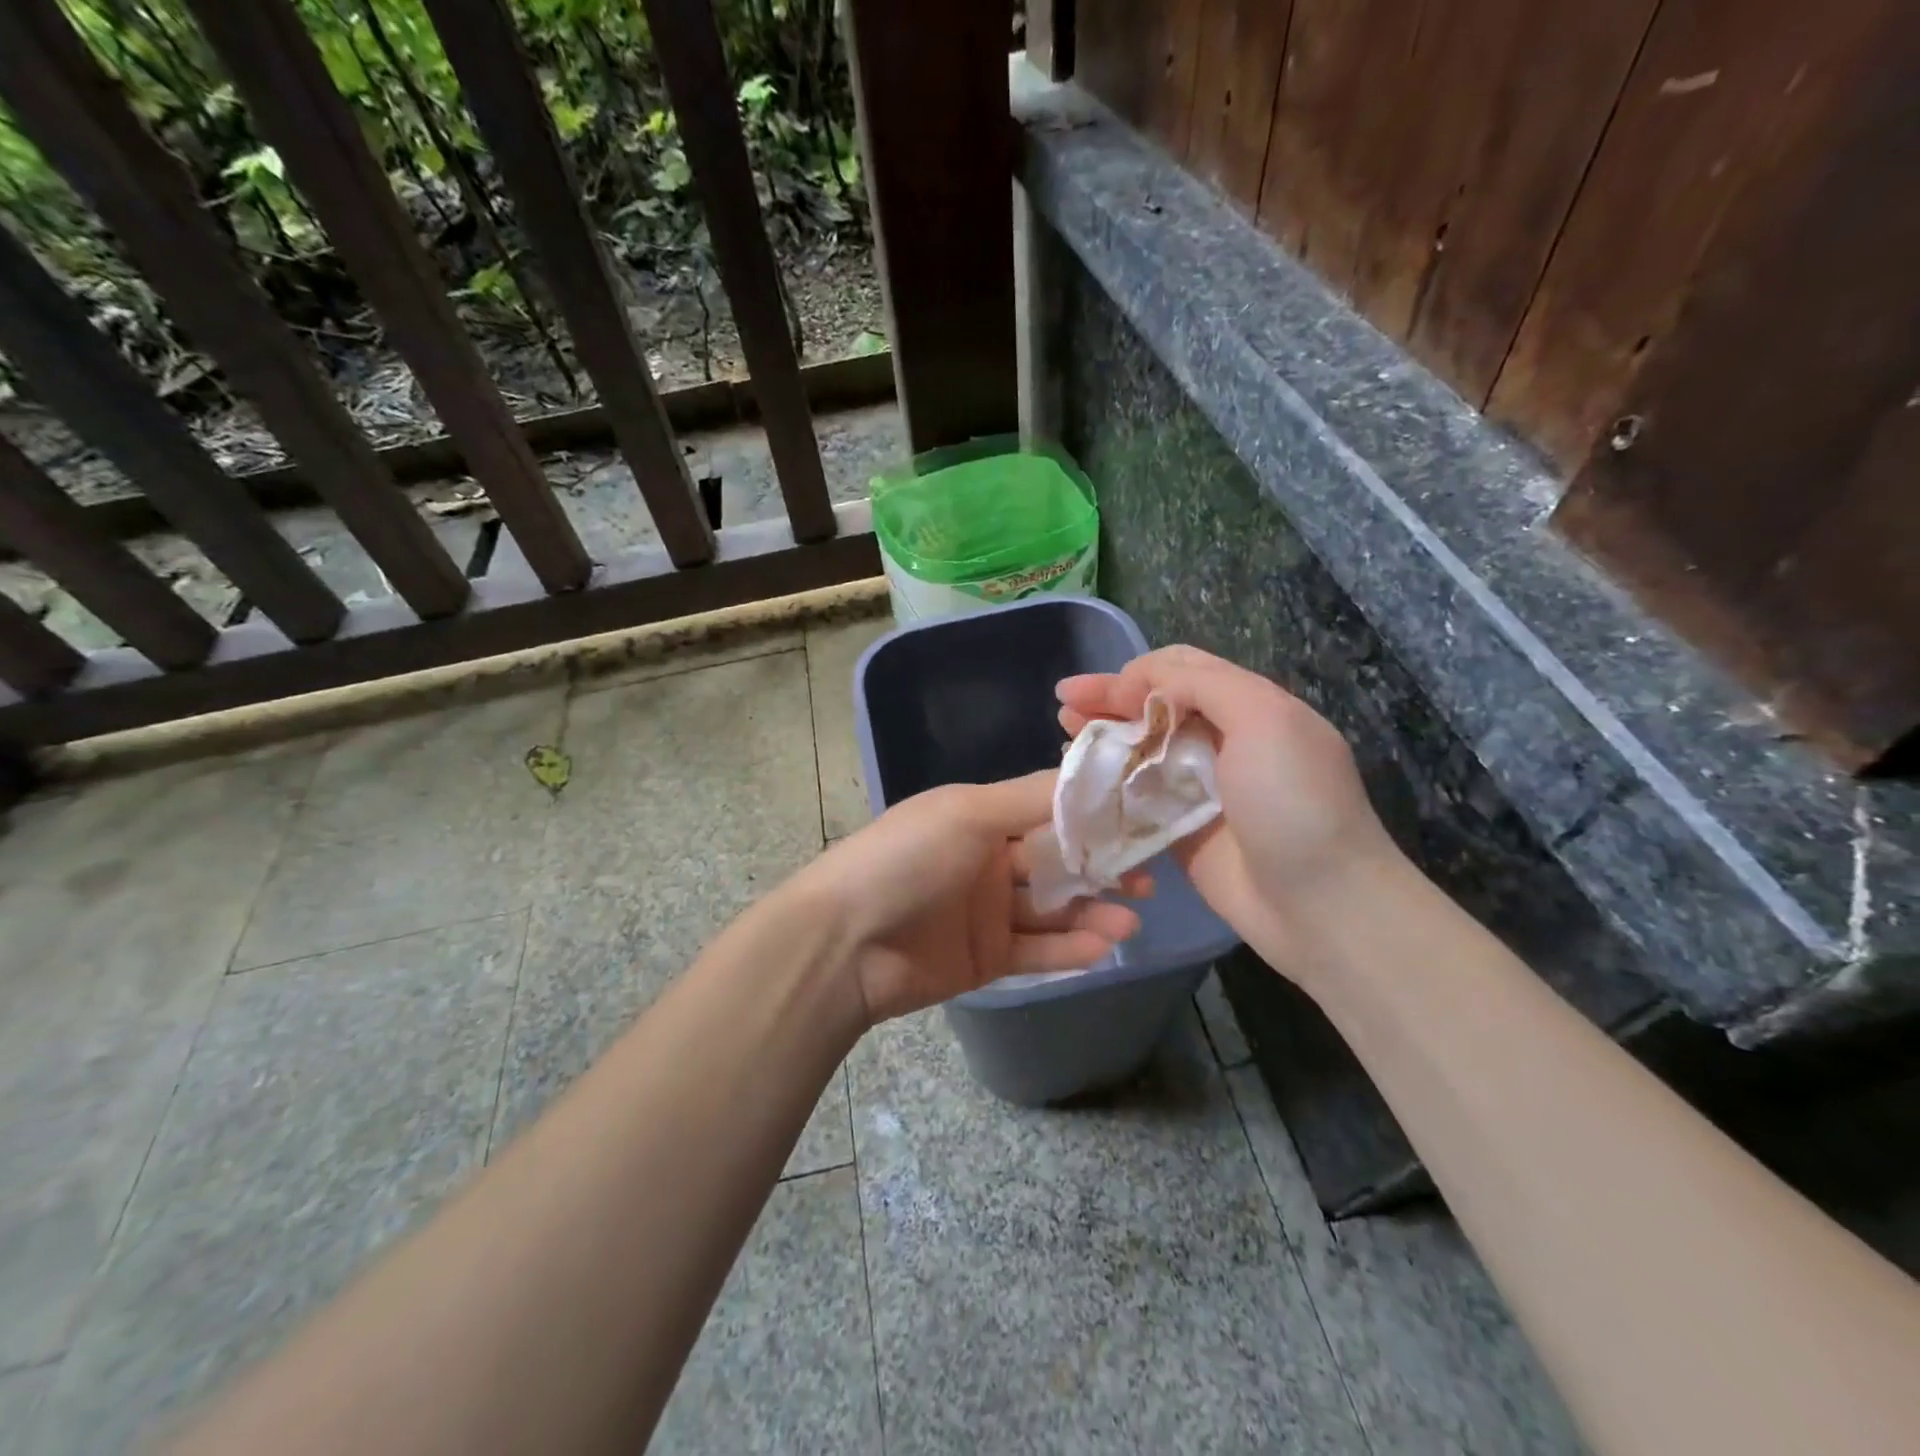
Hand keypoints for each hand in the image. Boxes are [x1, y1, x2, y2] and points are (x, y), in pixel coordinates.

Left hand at [789, 771, 1148, 1023]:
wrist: (844, 943)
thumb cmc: (905, 860)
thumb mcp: (967, 813)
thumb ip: (1031, 799)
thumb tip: (1092, 774)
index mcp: (980, 817)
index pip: (1048, 810)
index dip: (1093, 815)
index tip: (1141, 819)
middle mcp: (987, 860)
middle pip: (1057, 861)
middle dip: (1102, 867)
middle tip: (1149, 878)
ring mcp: (987, 912)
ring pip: (1053, 908)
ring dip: (1093, 911)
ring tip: (1132, 918)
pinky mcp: (986, 958)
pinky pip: (1037, 951)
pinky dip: (1070, 948)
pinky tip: (1104, 945)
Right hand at [1056, 645, 1396, 966]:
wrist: (1320, 905)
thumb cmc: (1294, 803)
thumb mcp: (1263, 720)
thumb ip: (1203, 685)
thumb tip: (1142, 683)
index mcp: (1249, 707)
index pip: (1182, 670)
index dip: (1135, 673)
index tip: (1096, 690)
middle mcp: (1222, 741)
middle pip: (1154, 707)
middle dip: (1109, 699)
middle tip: (1064, 702)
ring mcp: (1199, 788)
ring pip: (1141, 749)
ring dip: (1103, 736)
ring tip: (1063, 731)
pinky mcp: (1179, 830)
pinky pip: (1137, 797)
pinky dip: (1108, 782)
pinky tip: (1079, 777)